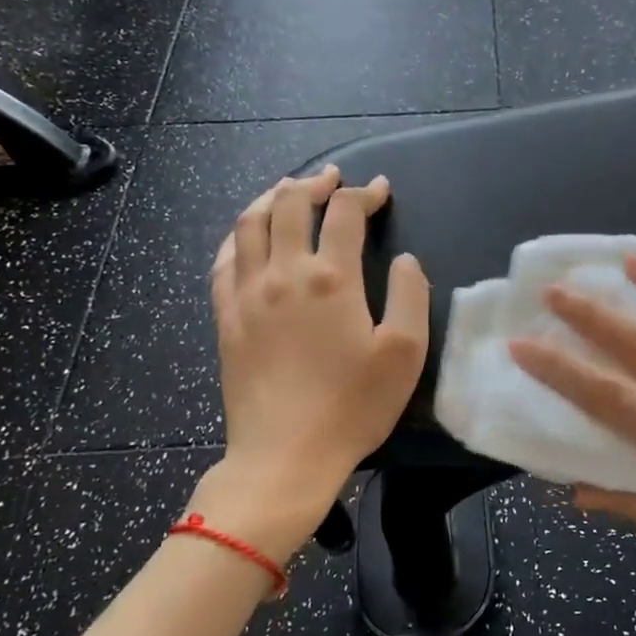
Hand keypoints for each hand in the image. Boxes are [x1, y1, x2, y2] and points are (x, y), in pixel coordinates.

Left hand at [192, 166, 428, 558]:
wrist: (285, 456)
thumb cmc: (353, 406)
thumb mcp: (405, 353)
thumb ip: (411, 295)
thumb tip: (405, 259)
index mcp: (331, 278)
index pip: (345, 214)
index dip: (365, 194)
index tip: (381, 190)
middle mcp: (284, 273)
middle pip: (290, 205)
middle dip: (314, 183)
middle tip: (333, 179)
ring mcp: (247, 294)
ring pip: (250, 223)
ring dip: (272, 198)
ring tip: (289, 192)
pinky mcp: (226, 317)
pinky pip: (224, 260)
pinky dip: (238, 235)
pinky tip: (247, 236)